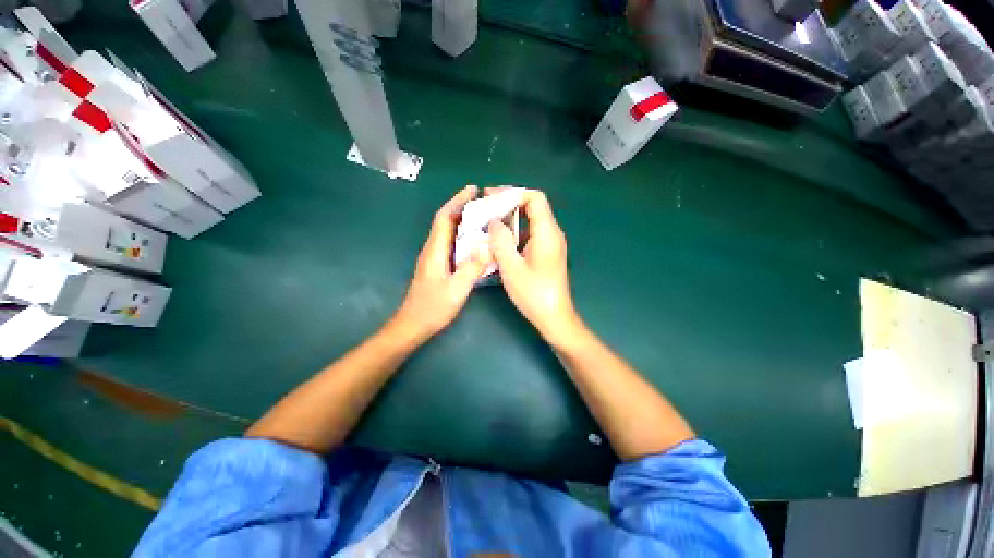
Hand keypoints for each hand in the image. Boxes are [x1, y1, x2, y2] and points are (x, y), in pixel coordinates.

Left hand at [392, 186, 492, 341]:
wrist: (413, 325)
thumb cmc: (433, 308)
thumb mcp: (457, 289)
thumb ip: (472, 267)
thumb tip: (489, 246)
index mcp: (435, 250)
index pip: (445, 217)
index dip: (458, 200)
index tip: (473, 189)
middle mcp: (432, 249)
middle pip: (446, 220)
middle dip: (462, 206)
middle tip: (484, 201)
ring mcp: (434, 257)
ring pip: (448, 231)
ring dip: (463, 220)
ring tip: (483, 217)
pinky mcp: (437, 265)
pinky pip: (451, 243)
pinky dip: (463, 236)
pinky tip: (475, 241)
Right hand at [487, 189, 581, 345]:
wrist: (554, 317)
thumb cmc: (534, 294)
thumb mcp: (512, 267)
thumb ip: (501, 240)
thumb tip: (493, 221)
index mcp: (547, 232)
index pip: (534, 198)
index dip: (512, 193)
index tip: (490, 197)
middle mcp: (552, 233)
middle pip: (532, 206)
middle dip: (508, 203)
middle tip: (485, 208)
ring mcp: (550, 244)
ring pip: (530, 220)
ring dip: (509, 218)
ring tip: (487, 222)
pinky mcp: (546, 253)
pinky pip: (529, 234)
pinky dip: (514, 232)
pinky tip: (499, 240)